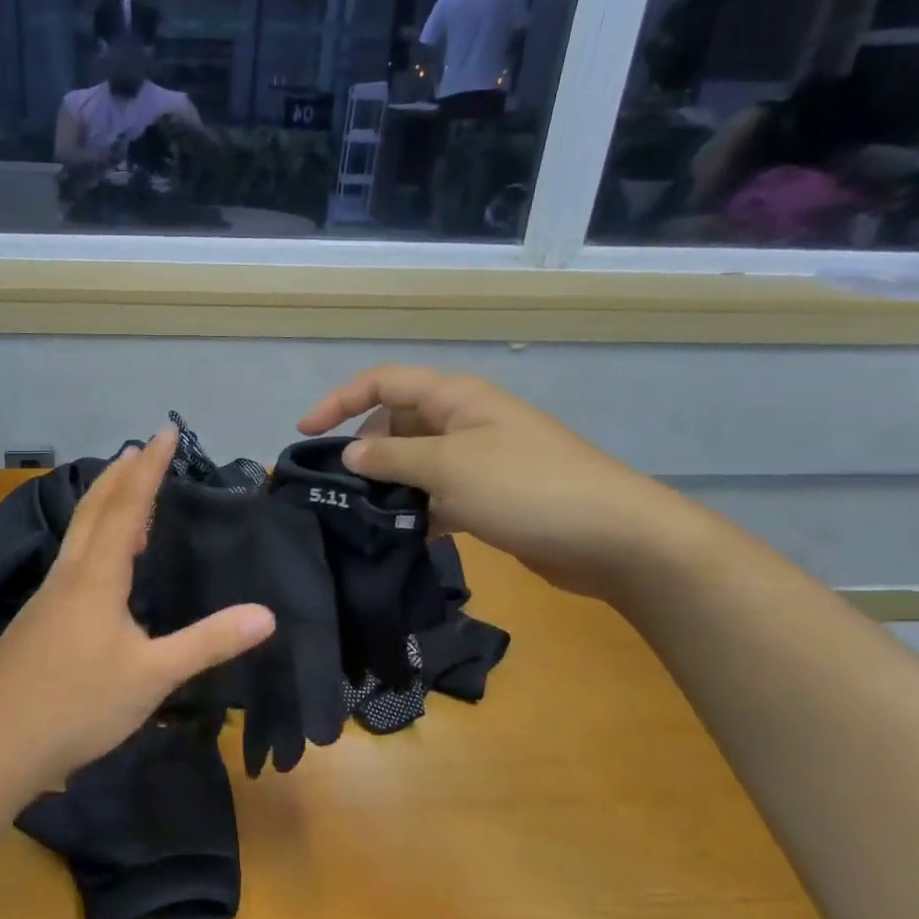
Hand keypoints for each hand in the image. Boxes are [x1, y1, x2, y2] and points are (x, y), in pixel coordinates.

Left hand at [0, 428, 276, 780]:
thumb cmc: (77, 704)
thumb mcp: (152, 676)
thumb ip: (208, 643)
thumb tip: (267, 614)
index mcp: (96, 576)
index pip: (128, 507)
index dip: (149, 468)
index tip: (164, 431)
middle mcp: (69, 574)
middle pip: (94, 509)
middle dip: (120, 475)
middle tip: (141, 448)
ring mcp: (48, 597)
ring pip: (77, 533)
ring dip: (102, 502)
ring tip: (123, 491)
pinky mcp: (38, 620)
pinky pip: (72, 558)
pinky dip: (92, 537)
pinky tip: (99, 562)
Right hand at [297, 365, 700, 600]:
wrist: (612, 536)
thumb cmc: (526, 487)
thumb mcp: (448, 467)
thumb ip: (392, 457)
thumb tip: (350, 453)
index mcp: (456, 398)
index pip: (383, 382)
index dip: (340, 400)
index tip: (305, 433)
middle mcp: (464, 421)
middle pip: (397, 420)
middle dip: (365, 447)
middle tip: (338, 486)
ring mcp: (480, 459)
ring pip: (416, 461)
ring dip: (390, 483)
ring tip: (362, 515)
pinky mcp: (491, 495)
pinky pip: (439, 492)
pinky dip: (419, 508)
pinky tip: (404, 535)